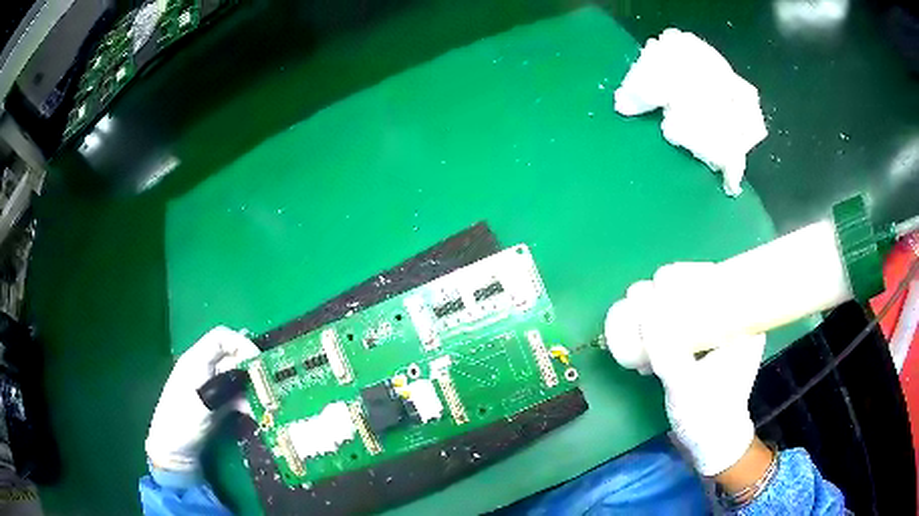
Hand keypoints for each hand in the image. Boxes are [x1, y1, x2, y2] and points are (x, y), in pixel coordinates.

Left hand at [146, 326, 259, 473]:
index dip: (241, 344)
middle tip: (267, 386)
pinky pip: (235, 395)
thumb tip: (249, 375)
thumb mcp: (202, 402)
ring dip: (251, 389)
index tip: (259, 362)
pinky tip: (253, 413)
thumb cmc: (182, 422)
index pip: (221, 338)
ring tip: (263, 404)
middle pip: (231, 357)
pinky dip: (246, 401)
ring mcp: (210, 387)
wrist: (173, 449)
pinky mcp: (216, 403)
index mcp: (196, 360)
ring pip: (236, 378)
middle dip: (250, 369)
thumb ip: (225, 386)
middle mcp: (204, 368)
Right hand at [605, 263, 765, 475]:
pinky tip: (644, 339)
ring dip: (660, 308)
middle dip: (667, 291)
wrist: (710, 444)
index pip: (719, 279)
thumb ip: (667, 351)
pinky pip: (682, 323)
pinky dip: (661, 325)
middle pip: (700, 288)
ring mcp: (718, 334)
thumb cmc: (706, 416)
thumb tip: (644, 308)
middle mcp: (733, 322)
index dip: (688, 273)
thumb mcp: (686, 386)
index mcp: (744, 323)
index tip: (660, 283)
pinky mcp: (704, 347)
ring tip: (637, 318)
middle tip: (641, 301)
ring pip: (688, 305)